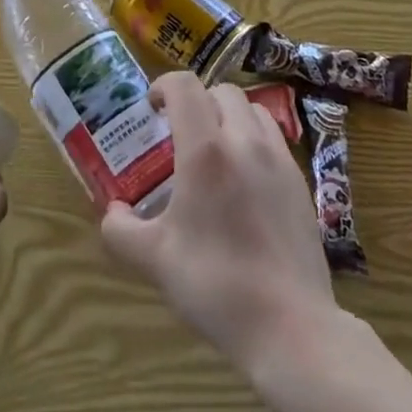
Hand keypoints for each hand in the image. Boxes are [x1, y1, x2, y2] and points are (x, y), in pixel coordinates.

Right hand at [100, 72, 336, 372]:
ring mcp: (278, 158)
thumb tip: (112, 211)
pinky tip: (245, 179)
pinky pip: (274, 138)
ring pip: (252, 109)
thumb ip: (122, 230)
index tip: (153, 108)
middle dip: (197, 101)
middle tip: (181, 132)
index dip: (164, 86)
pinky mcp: (300, 180)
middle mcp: (243, 141)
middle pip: (220, 91)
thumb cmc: (215, 285)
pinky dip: (254, 139)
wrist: (290, 325)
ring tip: (216, 149)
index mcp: (205, 150)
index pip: (184, 86)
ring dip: (228, 115)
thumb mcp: (155, 260)